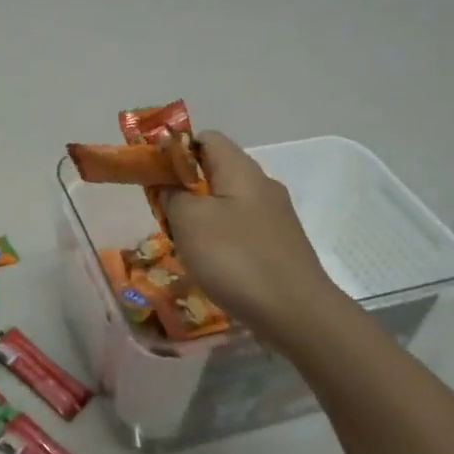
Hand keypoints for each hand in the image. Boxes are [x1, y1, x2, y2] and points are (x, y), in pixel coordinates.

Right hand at [162, 131, 344, 355]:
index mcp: (241, 169)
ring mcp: (276, 217)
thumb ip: (172, 194)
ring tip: (184, 244)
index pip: (206, 138)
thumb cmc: (237, 258)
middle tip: (164, 215)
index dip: (176, 150)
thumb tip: (171, 186)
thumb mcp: (189, 220)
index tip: (155, 176)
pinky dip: (222, 240)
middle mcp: (263, 185)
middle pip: (216, 171)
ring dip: (202, 218)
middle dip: (186, 188)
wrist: (298, 314)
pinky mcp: (281, 246)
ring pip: (228, 203)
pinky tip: (213, 266)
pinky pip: (242, 229)